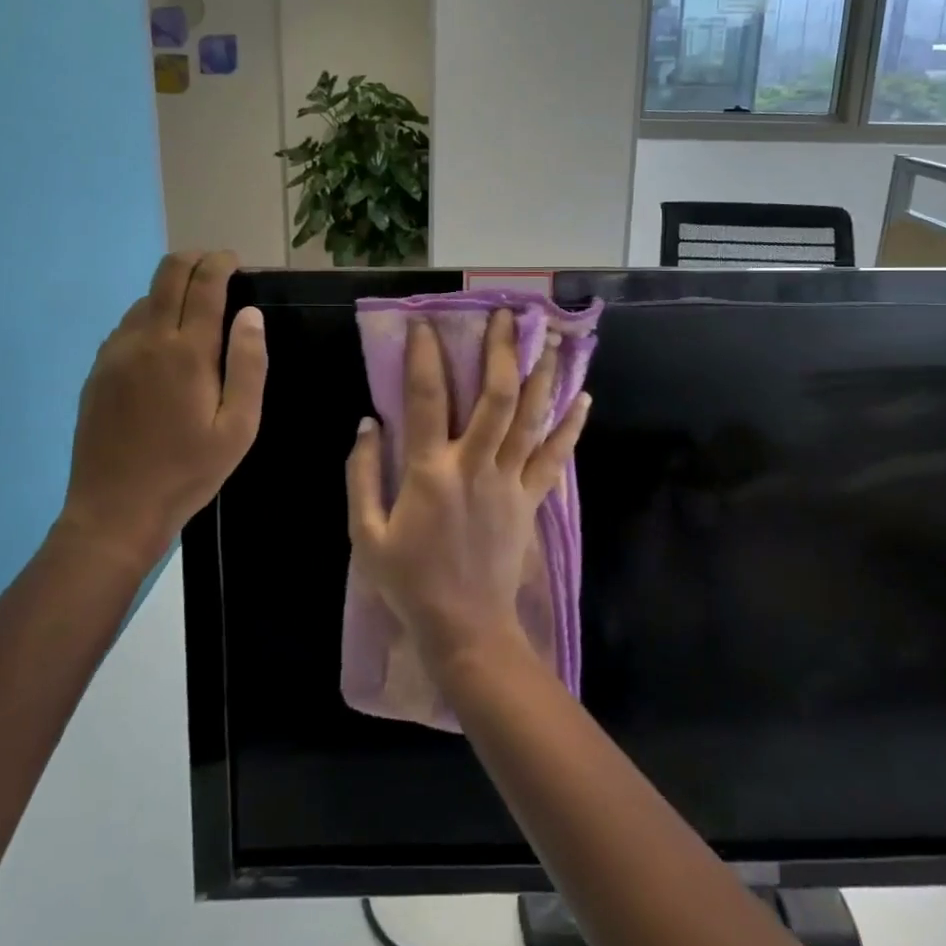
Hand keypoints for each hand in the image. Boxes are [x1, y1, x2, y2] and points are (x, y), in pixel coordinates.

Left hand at [55, 251, 265, 568]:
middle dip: (195, 260)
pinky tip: (164, 345)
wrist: (114, 512)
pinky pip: (127, 325)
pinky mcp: (98, 370)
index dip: (221, 262)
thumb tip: (251, 314)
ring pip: (145, 297)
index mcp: (186, 351)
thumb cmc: (188, 471)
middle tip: (218, 270)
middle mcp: (146, 339)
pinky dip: (151, 316)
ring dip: (172, 290)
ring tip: (196, 313)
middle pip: (167, 273)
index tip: (235, 262)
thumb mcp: (238, 426)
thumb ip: (248, 365)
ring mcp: (115, 353)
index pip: (203, 282)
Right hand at [345, 309, 589, 672]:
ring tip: (551, 339)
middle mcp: (475, 465)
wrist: (465, 628)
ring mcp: (509, 481)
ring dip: (542, 375)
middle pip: (495, 396)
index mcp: (430, 472)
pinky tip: (584, 397)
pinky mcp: (531, 499)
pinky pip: (554, 457)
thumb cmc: (410, 582)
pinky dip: (570, 426)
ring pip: (531, 418)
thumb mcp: (366, 535)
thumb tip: (366, 423)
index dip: (424, 356)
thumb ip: (362, 475)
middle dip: (502, 351)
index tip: (424, 323)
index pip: (426, 399)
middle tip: (508, 316)